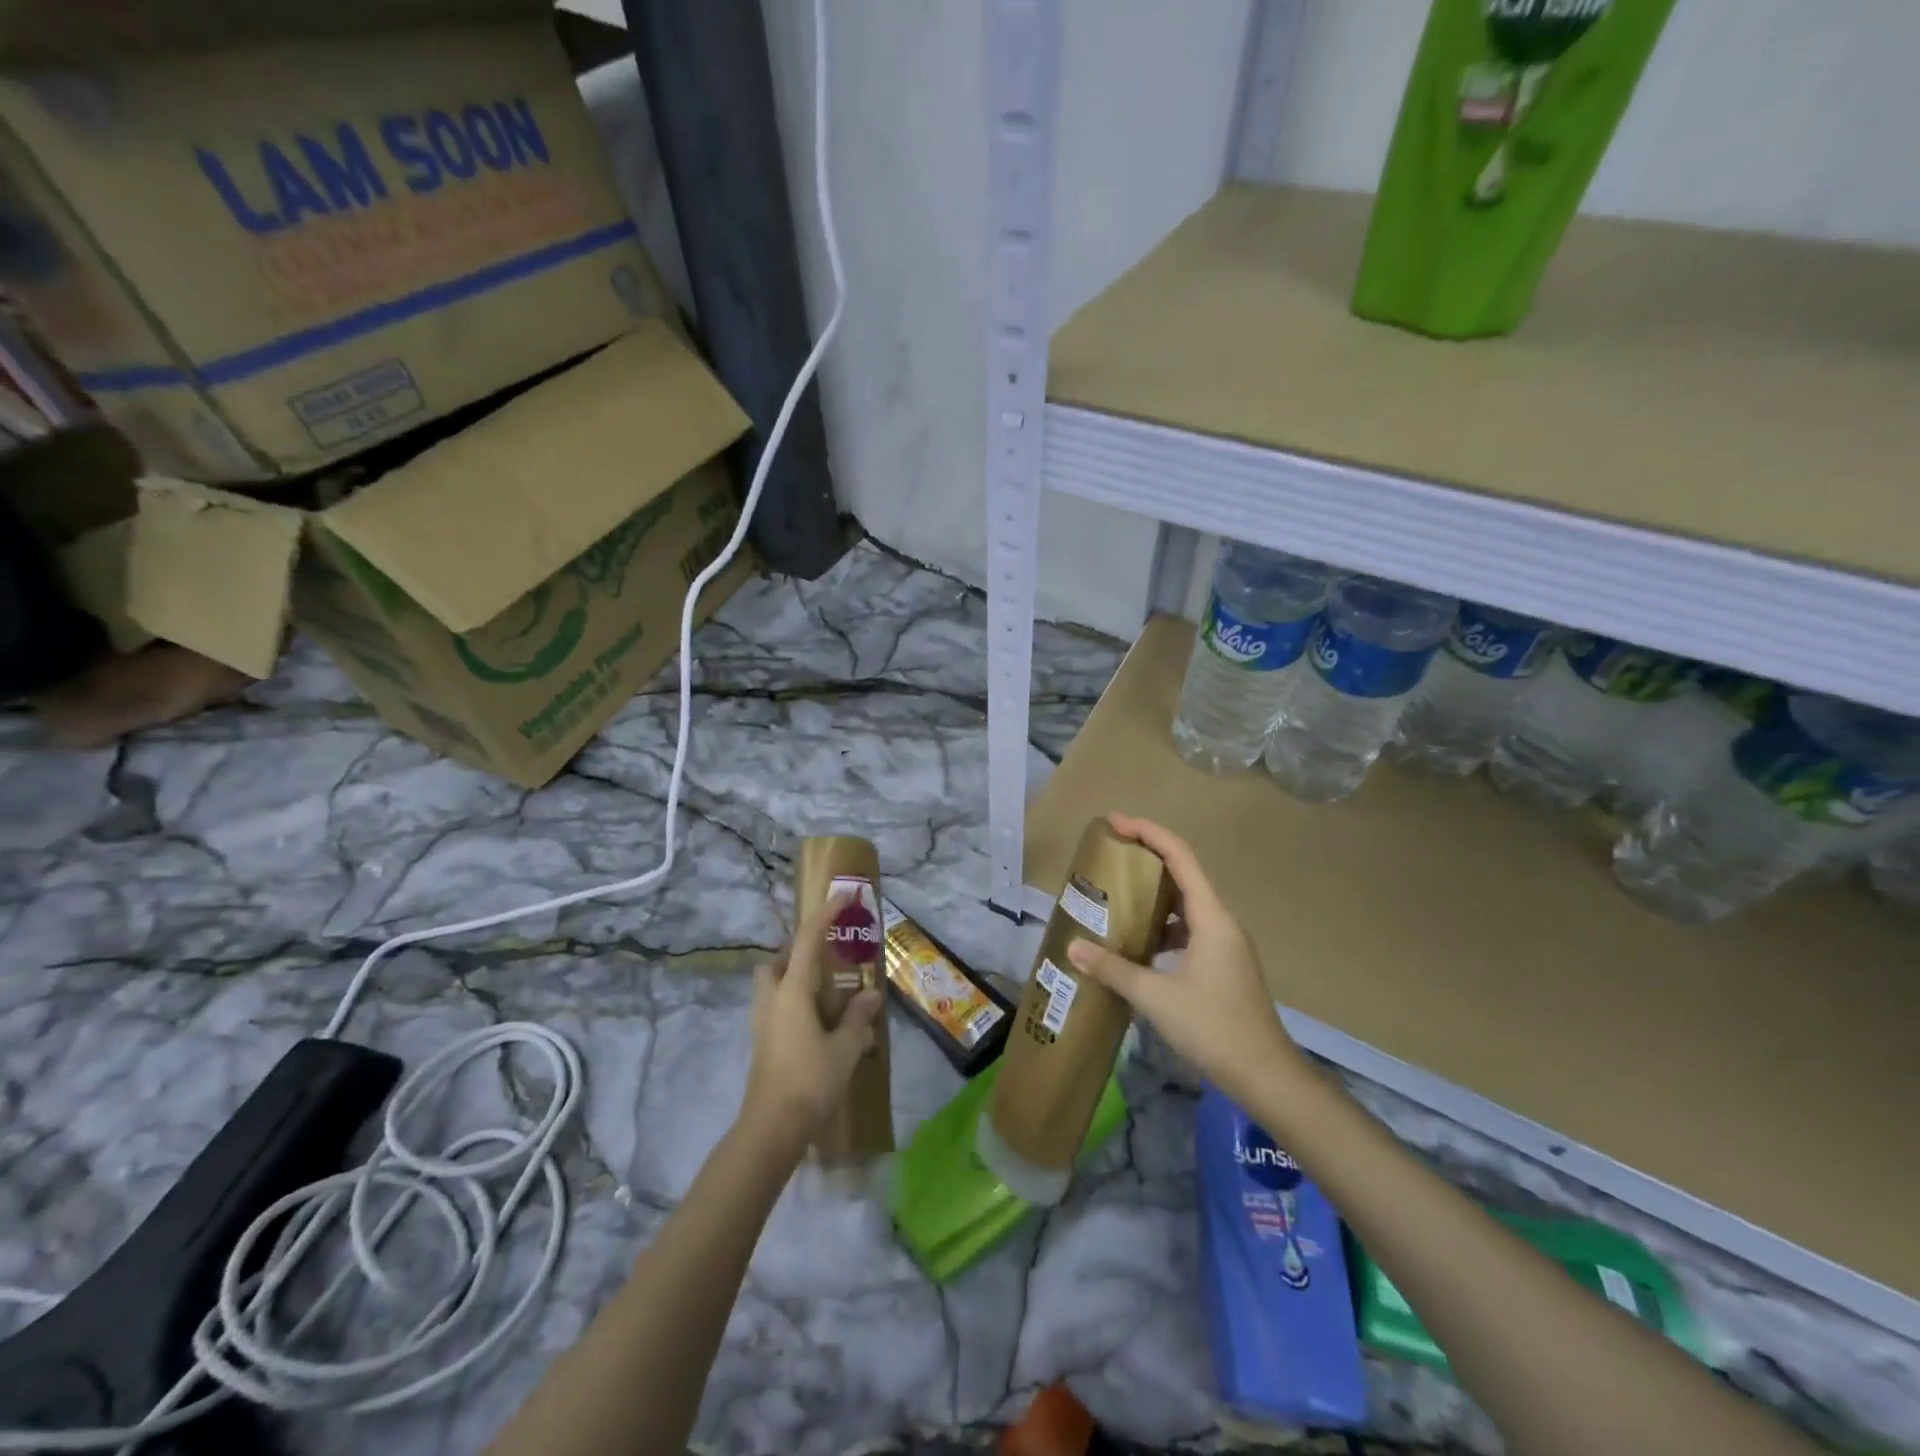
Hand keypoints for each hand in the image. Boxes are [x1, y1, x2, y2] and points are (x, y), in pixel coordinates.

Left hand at [740, 891, 884, 1159]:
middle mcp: (772, 998)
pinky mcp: (763, 1042)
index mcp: (792, 991)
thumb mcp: (845, 1048)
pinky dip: (793, 999)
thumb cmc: (810, 1081)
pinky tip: (817, 1019)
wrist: (771, 1129)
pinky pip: (776, 1005)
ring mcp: (762, 1022)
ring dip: (794, 975)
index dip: (825, 914)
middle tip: (828, 954)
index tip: (843, 896)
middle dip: (799, 950)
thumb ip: (858, 1017)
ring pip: (772, 983)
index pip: (808, 939)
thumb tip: (871, 994)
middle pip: (778, 960)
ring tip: (826, 987)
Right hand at [1067, 814, 1302, 1103]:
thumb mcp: (1156, 997)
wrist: (1266, 1076)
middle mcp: (1222, 922)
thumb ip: (1113, 969)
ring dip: (1154, 896)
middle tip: (1110, 856)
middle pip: (1184, 875)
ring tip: (1117, 898)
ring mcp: (1227, 945)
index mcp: (1211, 917)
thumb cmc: (1213, 1028)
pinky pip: (1190, 930)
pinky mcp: (1224, 966)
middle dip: (1147, 860)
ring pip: (1187, 905)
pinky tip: (1139, 945)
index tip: (1115, 822)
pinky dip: (1163, 927)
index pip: (1180, 856)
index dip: (1148, 832)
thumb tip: (1074, 946)